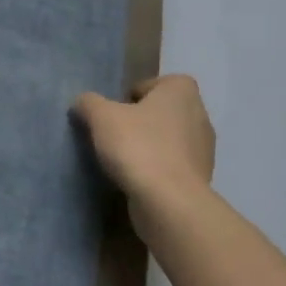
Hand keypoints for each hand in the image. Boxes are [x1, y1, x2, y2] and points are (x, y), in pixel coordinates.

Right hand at [72, 75, 215, 215]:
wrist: (169, 202)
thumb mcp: (101, 116)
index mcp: (182, 92)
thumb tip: (82, 102)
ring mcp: (203, 150)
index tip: (117, 111)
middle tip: (115, 134)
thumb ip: (89, 103)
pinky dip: (157, 169)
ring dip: (149, 146)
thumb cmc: (138, 146)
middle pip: (163, 112)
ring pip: (170, 140)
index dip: (135, 93)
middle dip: (141, 121)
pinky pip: (173, 166)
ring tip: (123, 160)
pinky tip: (137, 179)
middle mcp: (199, 116)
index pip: (158, 83)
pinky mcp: (200, 179)